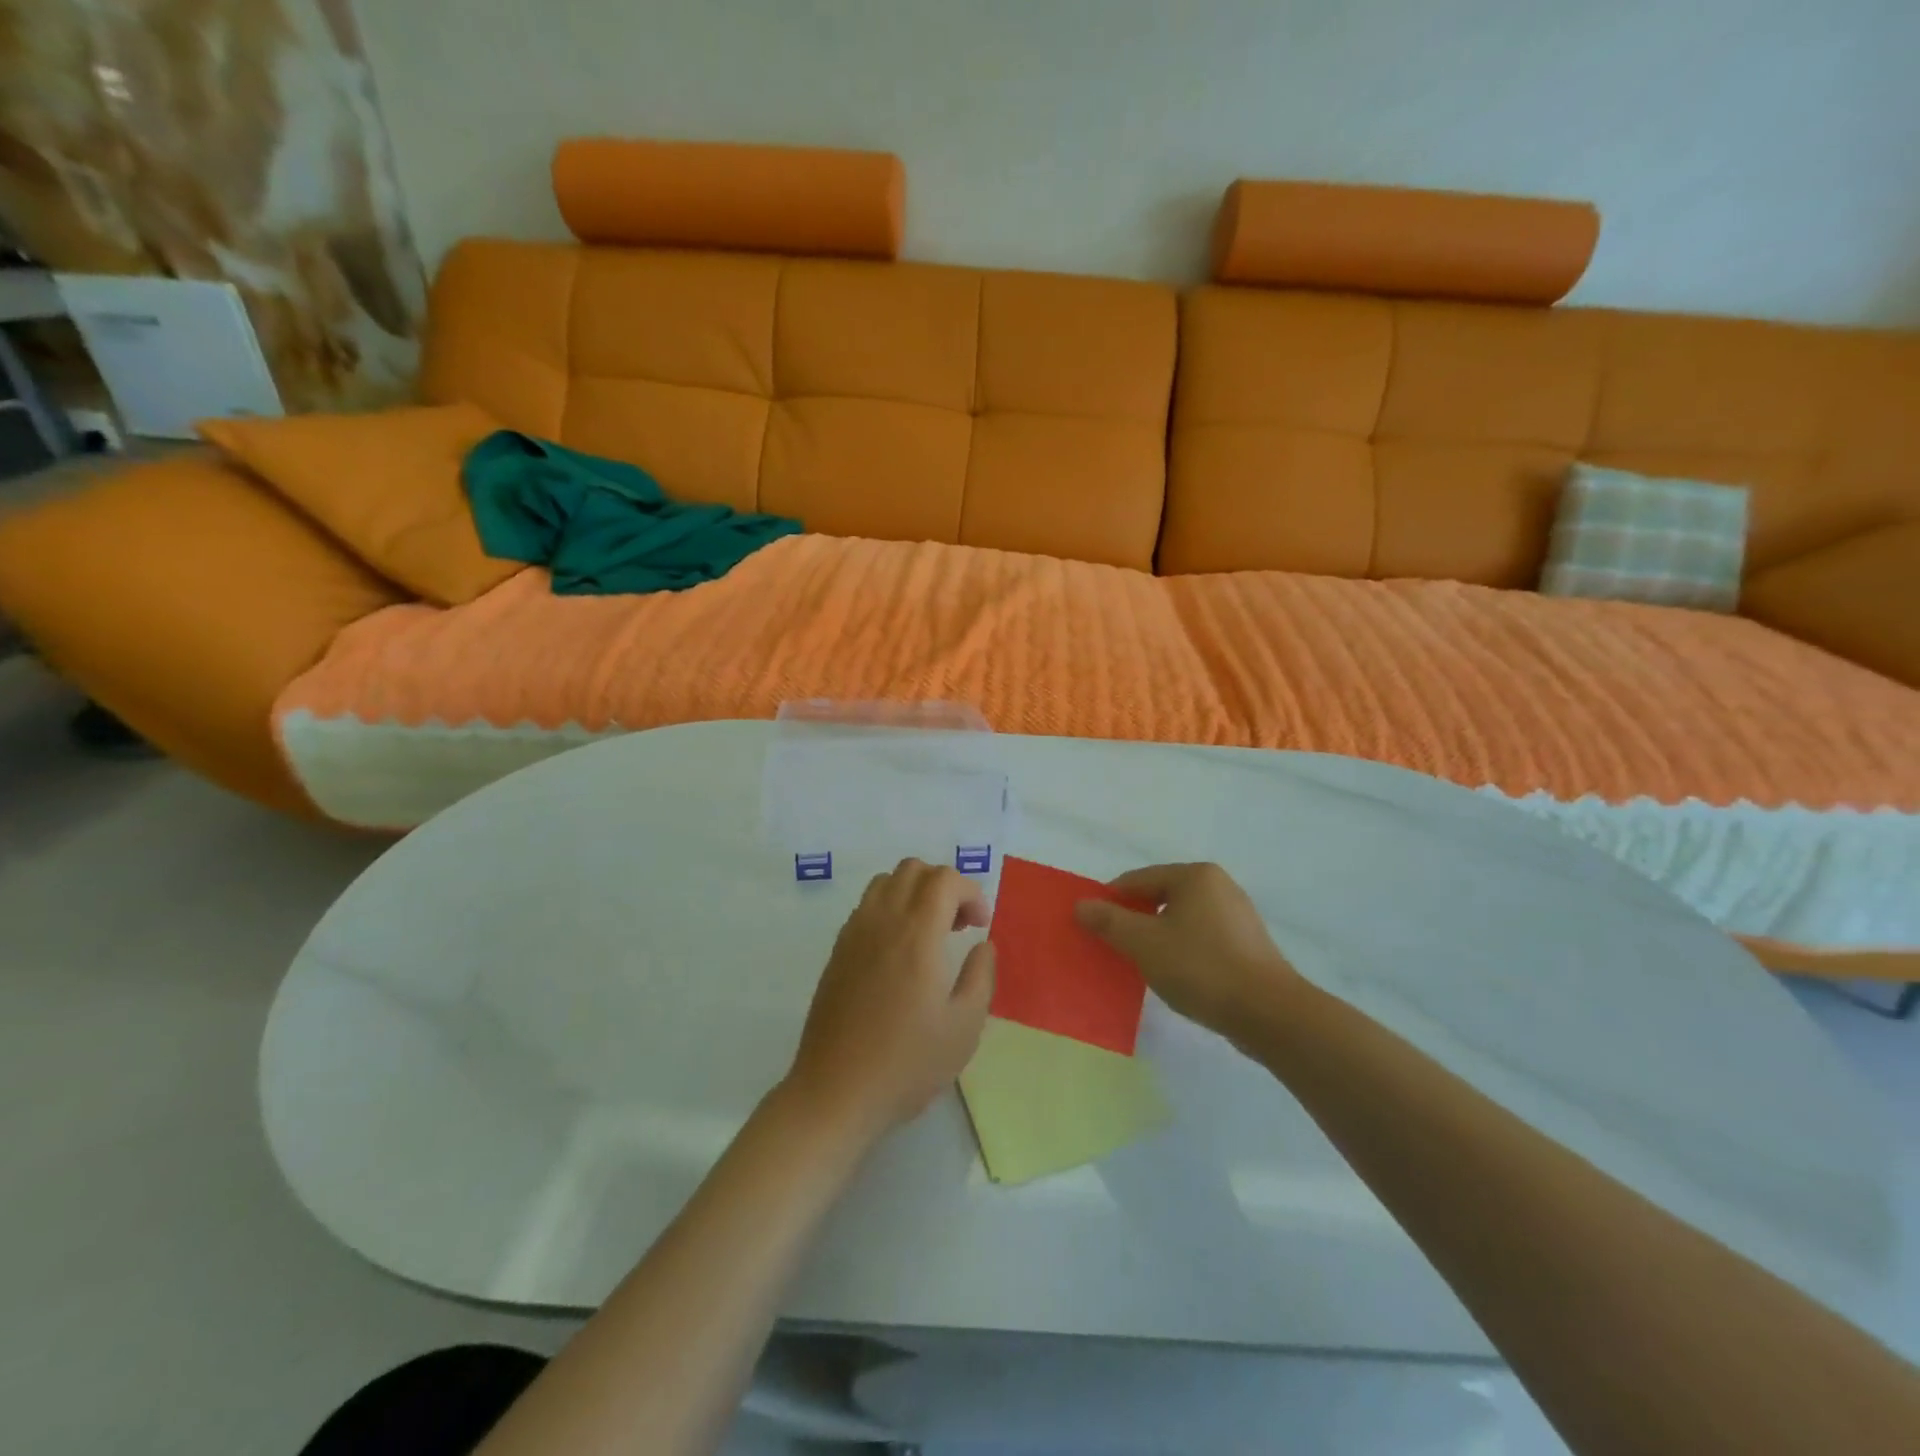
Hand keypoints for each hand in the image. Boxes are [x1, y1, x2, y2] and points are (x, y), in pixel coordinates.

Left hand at [785, 858, 995, 1141]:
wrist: (836, 1092)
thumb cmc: (907, 1063)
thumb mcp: (964, 1027)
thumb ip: (981, 976)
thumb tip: (983, 944)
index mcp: (916, 934)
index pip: (944, 879)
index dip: (971, 892)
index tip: (981, 925)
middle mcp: (882, 921)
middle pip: (913, 869)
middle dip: (944, 885)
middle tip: (959, 925)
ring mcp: (854, 933)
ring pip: (886, 882)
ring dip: (915, 893)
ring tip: (929, 933)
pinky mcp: (837, 951)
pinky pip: (867, 906)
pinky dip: (890, 908)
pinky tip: (899, 952)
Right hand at [1074, 863, 1297, 1042]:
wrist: (1269, 1014)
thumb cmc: (1201, 968)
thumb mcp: (1144, 944)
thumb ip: (1109, 922)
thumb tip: (1081, 905)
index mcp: (1195, 876)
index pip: (1137, 879)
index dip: (1110, 901)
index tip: (1091, 927)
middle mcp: (1218, 886)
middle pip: (1159, 897)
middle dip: (1133, 920)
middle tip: (1112, 947)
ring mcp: (1237, 915)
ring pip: (1181, 920)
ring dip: (1156, 937)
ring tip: (1139, 964)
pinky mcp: (1247, 945)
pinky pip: (1201, 938)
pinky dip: (1181, 951)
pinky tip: (1174, 975)